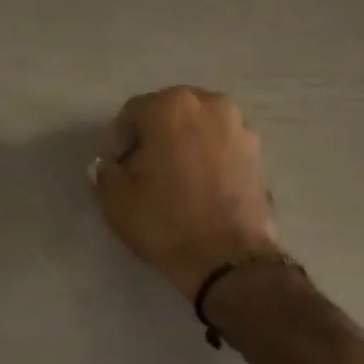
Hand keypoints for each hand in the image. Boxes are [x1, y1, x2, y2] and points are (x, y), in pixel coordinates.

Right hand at [91, 86, 281, 299]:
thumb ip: (105, 174)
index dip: (118, 144)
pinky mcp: (258, 155)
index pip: (132, 115)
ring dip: (183, 148)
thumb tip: (107, 166)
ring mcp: (240, 128)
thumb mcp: (117, 201)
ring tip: (175, 184)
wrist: (227, 258)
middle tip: (144, 175)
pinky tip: (200, 191)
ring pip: (199, 131)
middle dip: (153, 140)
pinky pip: (221, 150)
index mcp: (171, 107)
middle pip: (169, 116)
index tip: (116, 172)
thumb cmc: (166, 223)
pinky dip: (208, 162)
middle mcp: (210, 104)